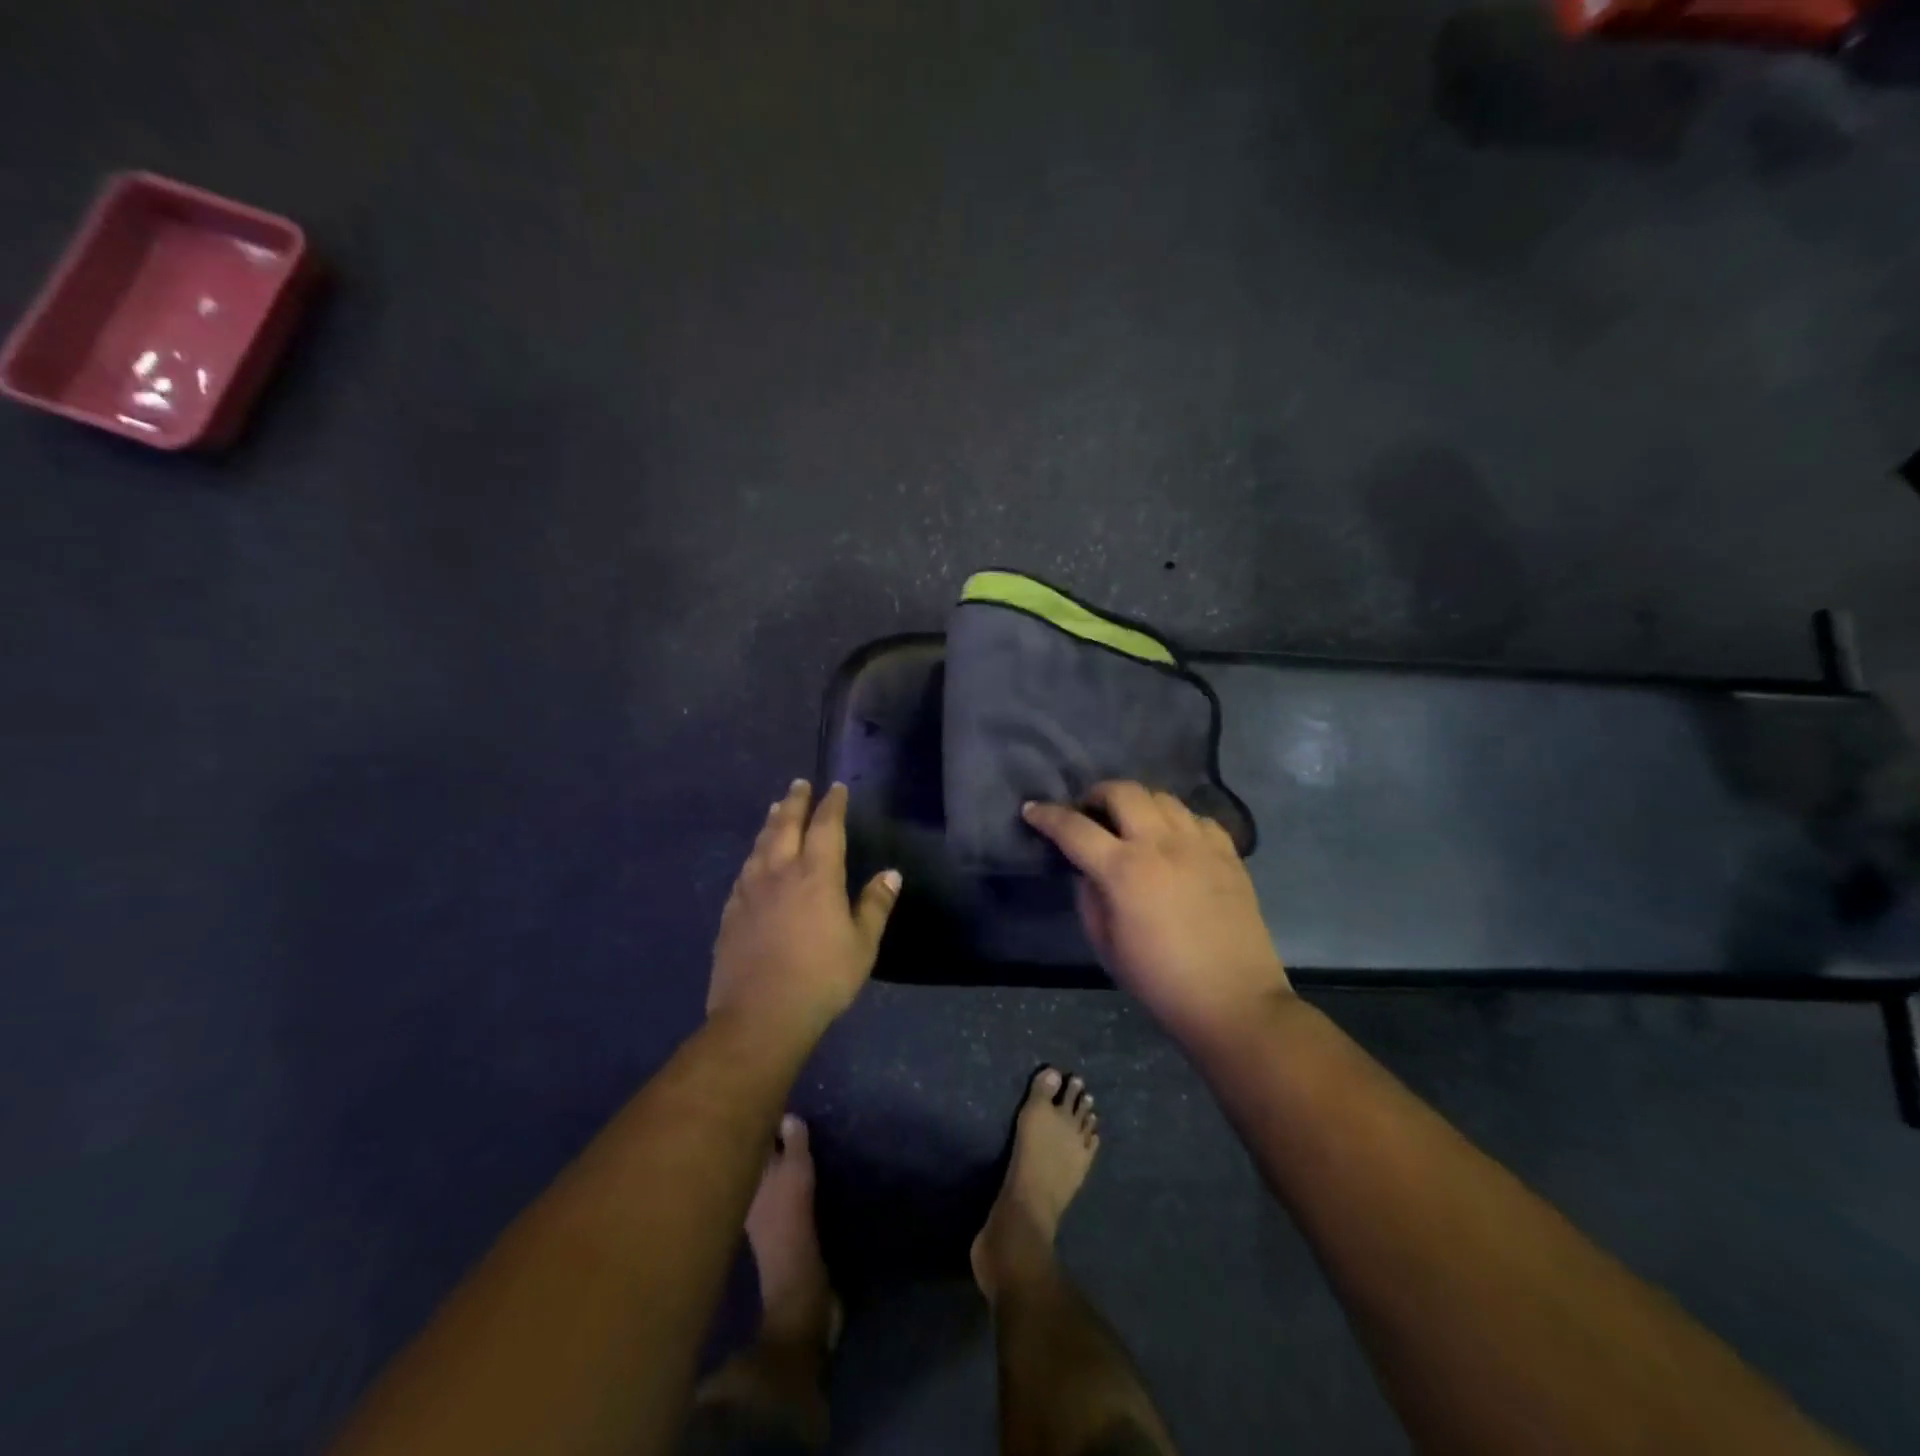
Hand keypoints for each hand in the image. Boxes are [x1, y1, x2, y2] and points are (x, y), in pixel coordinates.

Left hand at [709, 779, 901, 1038]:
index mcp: (816, 874)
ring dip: (771, 823)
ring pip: (760, 844)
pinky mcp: (731, 912)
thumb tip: (890, 874)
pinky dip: (754, 855)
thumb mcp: (862, 945)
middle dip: (795, 801)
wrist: (760, 1015)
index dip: (832, 804)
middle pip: (785, 824)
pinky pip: (744, 871)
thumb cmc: (821, 978)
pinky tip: (754, 861)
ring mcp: (750, 891)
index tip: (836, 787)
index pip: (826, 826)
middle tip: (799, 784)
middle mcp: (779, 872)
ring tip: (775, 809)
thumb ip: (875, 905)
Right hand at [1022, 781, 1290, 1045]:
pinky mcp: (1228, 853)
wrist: (1232, 1001)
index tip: (1032, 810)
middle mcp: (1161, 844)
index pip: (1074, 828)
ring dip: (1138, 804)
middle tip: (1089, 813)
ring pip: (1163, 797)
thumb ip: (1089, 896)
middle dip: (1096, 794)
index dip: (1047, 816)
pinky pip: (1197, 818)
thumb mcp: (1105, 943)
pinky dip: (1177, 821)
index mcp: (1123, 870)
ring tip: (1132, 824)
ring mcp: (1199, 844)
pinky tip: (1174, 841)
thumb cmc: (1159, 980)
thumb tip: (1088, 869)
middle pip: (1123, 792)